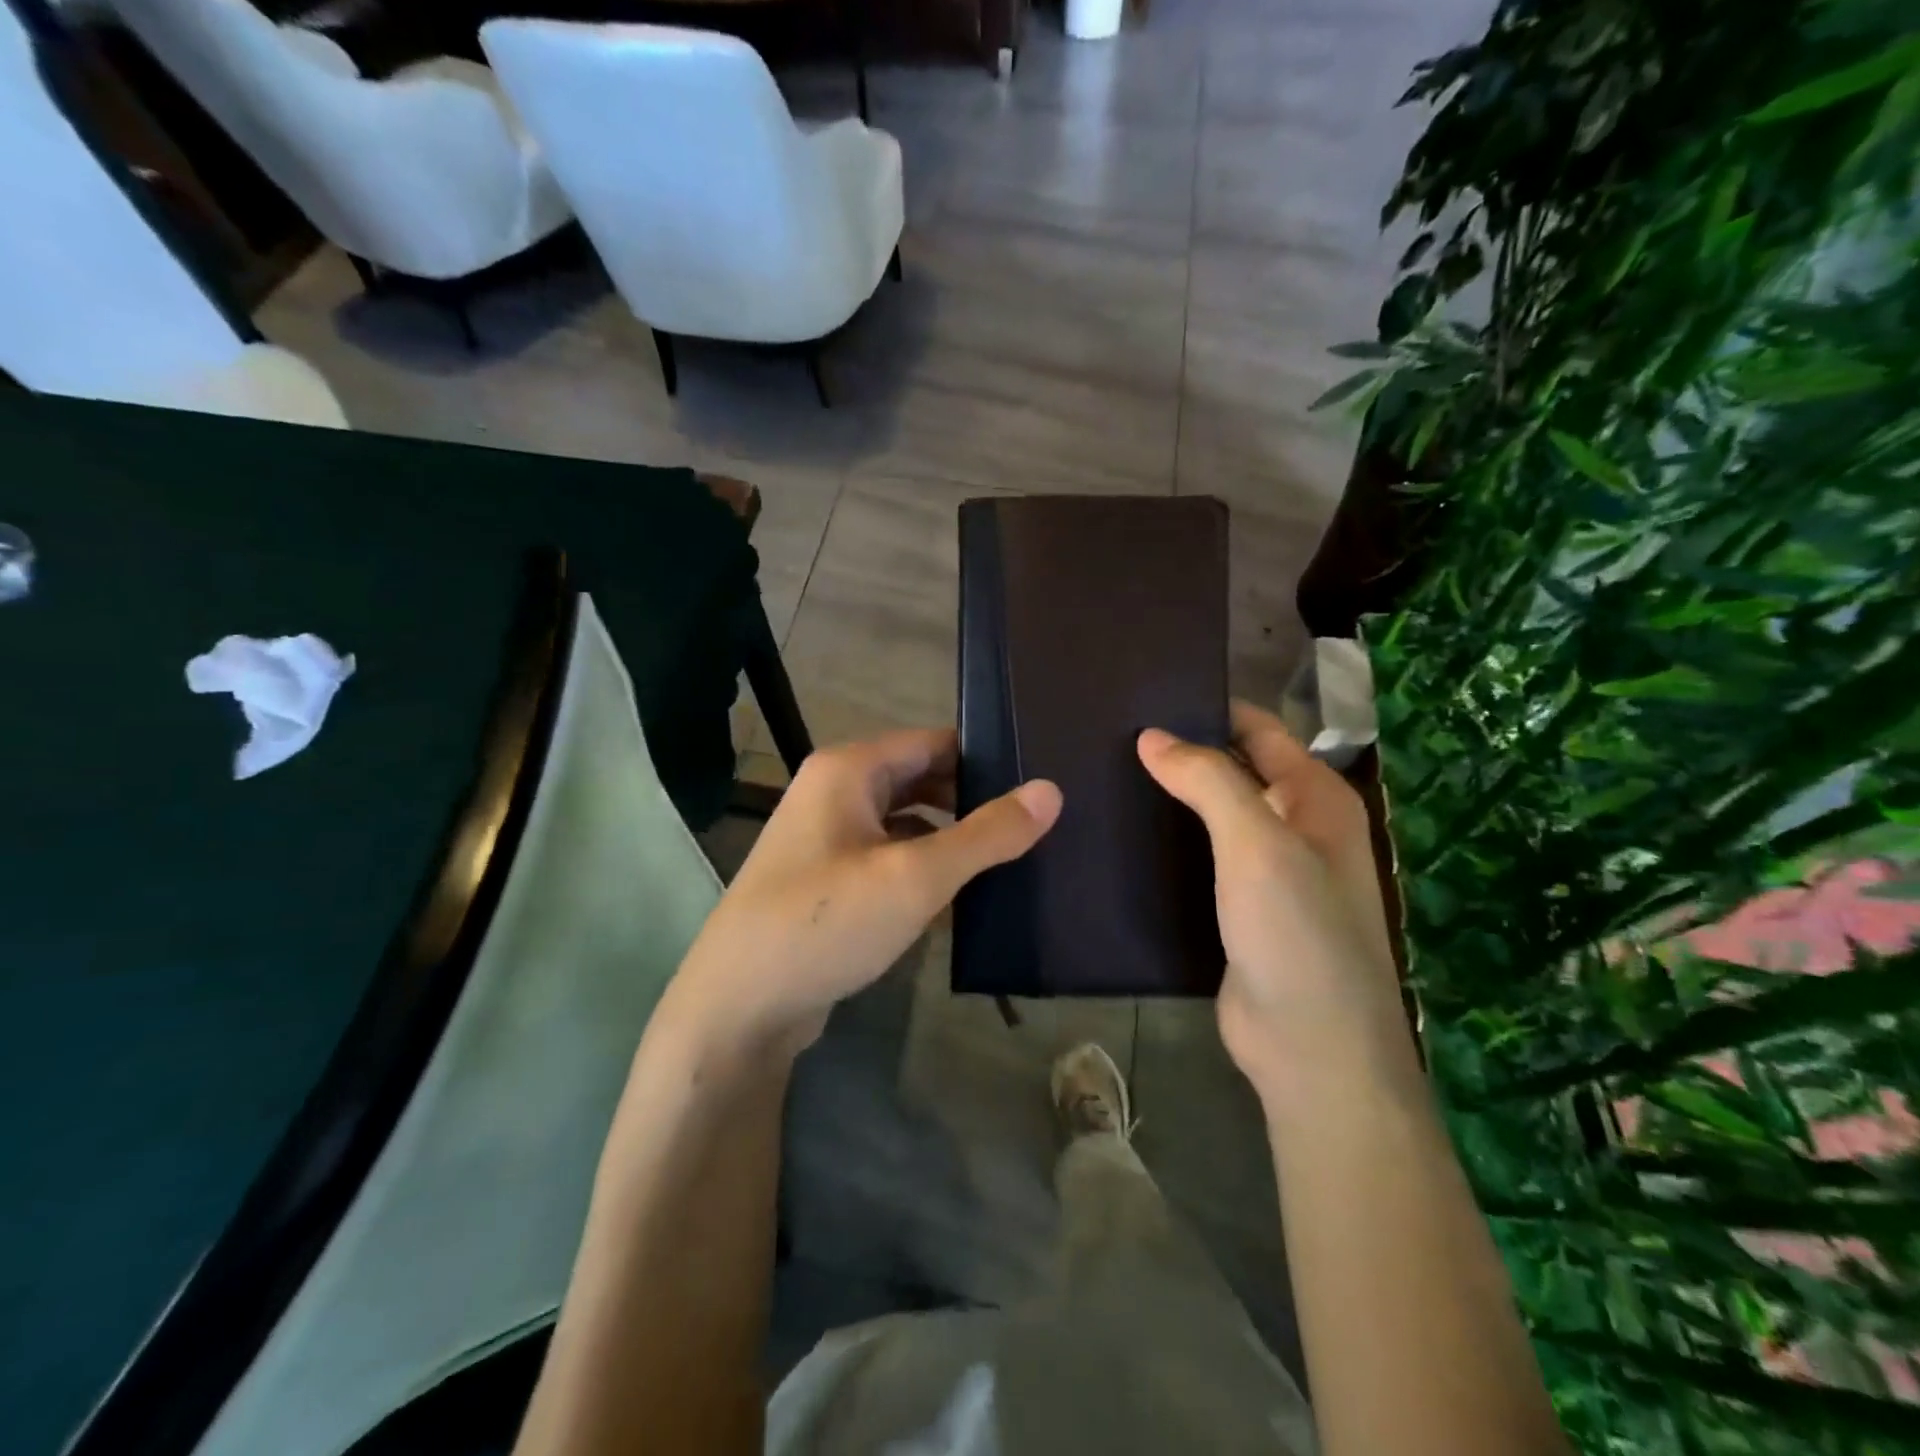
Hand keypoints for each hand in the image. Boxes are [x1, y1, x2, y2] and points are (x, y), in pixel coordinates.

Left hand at [659, 729, 1061, 1065]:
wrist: (738, 1007)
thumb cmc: (826, 923)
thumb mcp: (915, 876)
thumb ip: (985, 833)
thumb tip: (1050, 790)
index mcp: (849, 769)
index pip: (934, 743)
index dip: (987, 760)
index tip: (1039, 786)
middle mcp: (835, 792)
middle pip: (921, 780)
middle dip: (972, 802)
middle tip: (1035, 828)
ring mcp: (828, 838)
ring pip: (906, 823)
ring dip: (951, 839)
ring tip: (1012, 860)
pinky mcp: (829, 881)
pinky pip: (889, 859)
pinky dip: (924, 869)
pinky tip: (964, 897)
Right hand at [1137, 701, 1410, 1113]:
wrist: (1308, 1048)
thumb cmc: (1297, 933)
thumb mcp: (1257, 843)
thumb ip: (1208, 780)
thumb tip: (1151, 735)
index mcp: (1315, 798)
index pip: (1258, 730)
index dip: (1208, 710)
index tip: (1144, 696)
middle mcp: (1296, 827)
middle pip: (1233, 770)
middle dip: (1183, 753)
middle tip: (1111, 735)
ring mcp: (1267, 871)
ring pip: (1213, 817)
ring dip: (1171, 798)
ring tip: (1105, 775)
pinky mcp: (1237, 908)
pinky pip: (1200, 859)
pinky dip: (1169, 842)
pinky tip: (1123, 834)